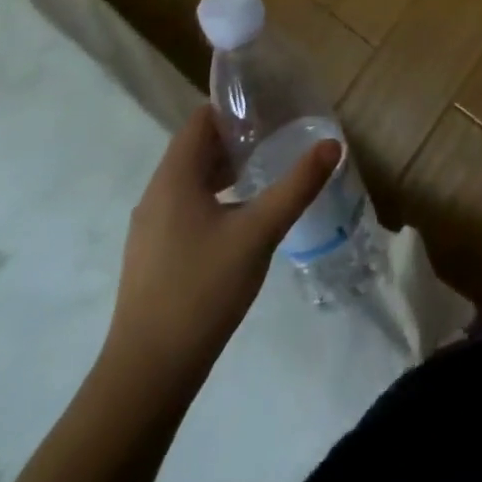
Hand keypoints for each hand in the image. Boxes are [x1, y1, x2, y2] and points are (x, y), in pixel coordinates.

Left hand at [101, 104, 339, 390]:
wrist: (147, 377)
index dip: (234, 106)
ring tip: (268, 167)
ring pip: (192, 180)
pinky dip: (216, 196)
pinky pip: (187, 206)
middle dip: (236, 136)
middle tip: (280, 132)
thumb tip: (333, 144)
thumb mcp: (259, 232)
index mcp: (174, 178)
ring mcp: (151, 228)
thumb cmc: (202, 291)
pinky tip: (244, 215)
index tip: (271, 104)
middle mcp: (156, 195)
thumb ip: (297, 186)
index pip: (201, 119)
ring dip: (226, 168)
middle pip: (196, 147)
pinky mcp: (154, 255)